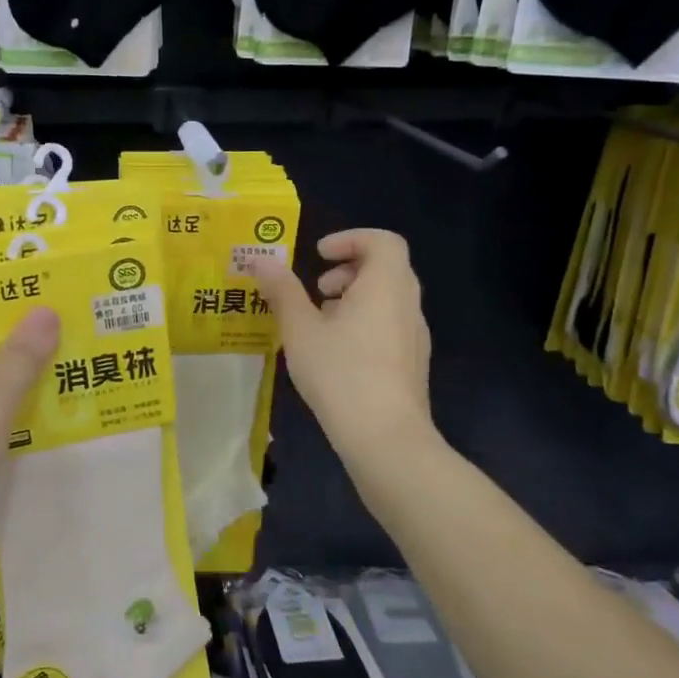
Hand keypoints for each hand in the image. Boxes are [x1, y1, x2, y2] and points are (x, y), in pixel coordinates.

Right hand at [247, 229, 434, 471]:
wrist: (386, 438)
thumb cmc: (341, 372)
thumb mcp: (300, 329)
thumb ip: (283, 291)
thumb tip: (264, 262)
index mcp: (386, 285)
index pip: (383, 241)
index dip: (350, 239)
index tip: (319, 255)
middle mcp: (408, 305)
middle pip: (386, 268)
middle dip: (348, 269)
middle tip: (318, 288)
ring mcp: (415, 337)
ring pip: (388, 299)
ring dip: (354, 298)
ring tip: (320, 322)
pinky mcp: (412, 364)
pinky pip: (390, 325)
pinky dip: (364, 322)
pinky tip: (336, 353)